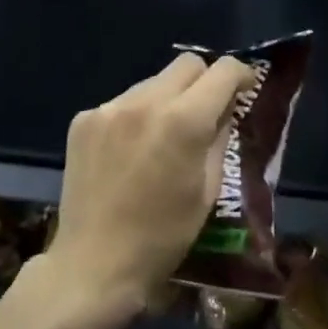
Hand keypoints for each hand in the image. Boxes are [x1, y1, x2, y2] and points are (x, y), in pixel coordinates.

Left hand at [45, 53, 254, 323]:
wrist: (94, 265)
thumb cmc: (163, 236)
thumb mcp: (208, 189)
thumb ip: (219, 137)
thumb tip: (226, 107)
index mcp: (183, 121)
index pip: (223, 70)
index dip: (241, 75)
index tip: (244, 91)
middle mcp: (145, 101)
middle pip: (187, 64)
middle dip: (204, 81)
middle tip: (205, 112)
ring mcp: (109, 107)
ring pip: (153, 82)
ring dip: (167, 99)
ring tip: (162, 137)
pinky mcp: (83, 120)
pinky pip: (122, 102)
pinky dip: (135, 116)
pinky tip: (130, 151)